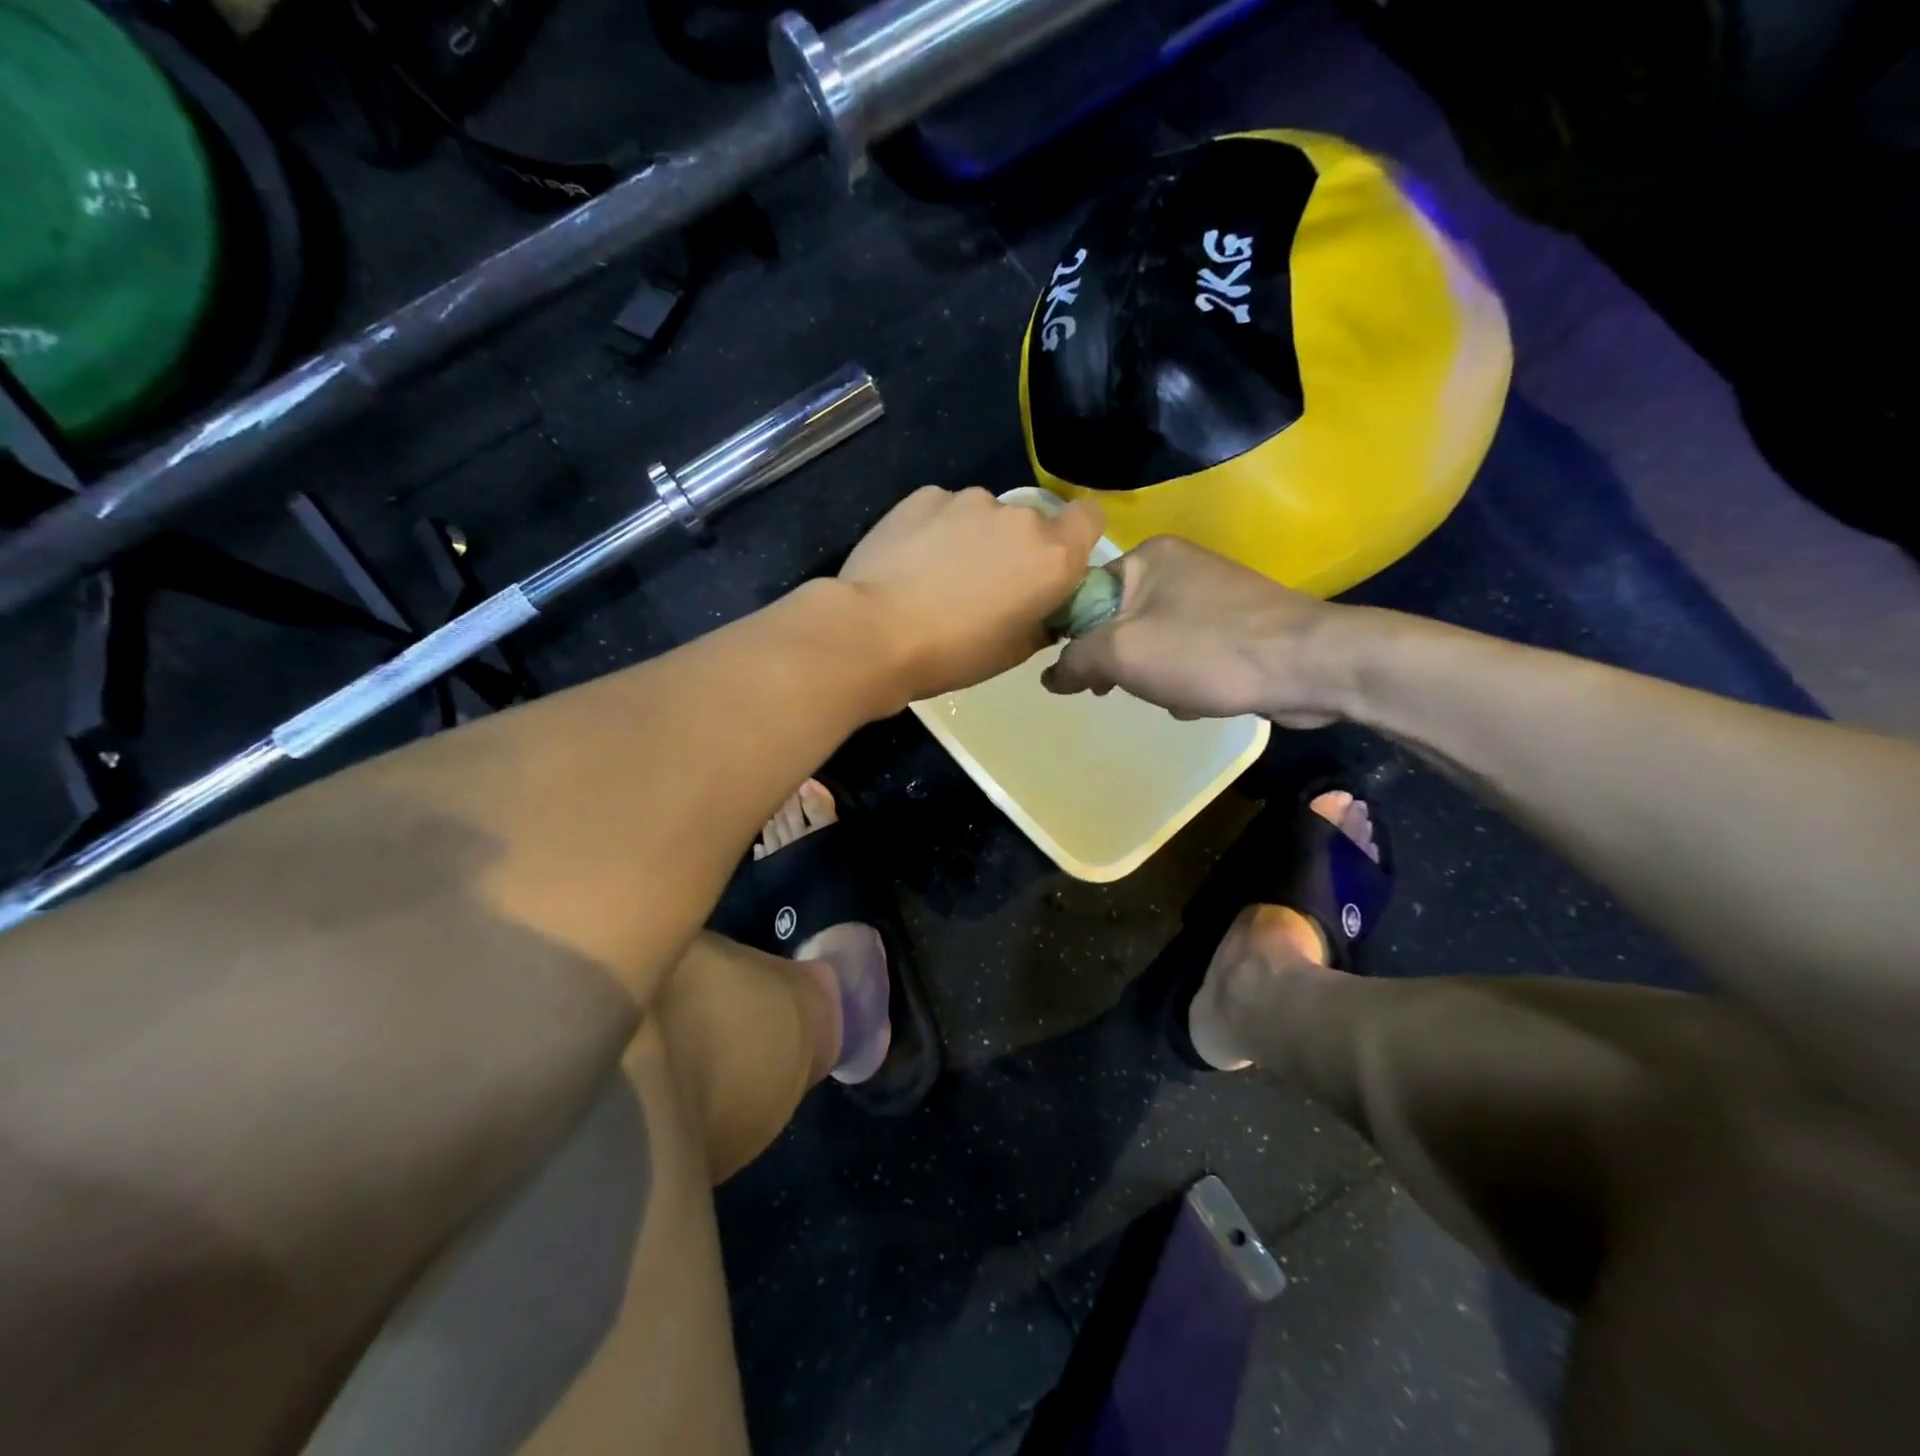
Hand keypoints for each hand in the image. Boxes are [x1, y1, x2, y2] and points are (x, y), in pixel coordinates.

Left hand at [841, 486, 1103, 702]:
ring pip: (986, 515)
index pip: (1090, 518)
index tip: (1051, 567)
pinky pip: (944, 510)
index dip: (1075, 539)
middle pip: (1033, 522)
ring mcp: (968, 500)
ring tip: (938, 576)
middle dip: (1017, 547)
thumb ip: (1043, 621)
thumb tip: (1044, 609)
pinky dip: (937, 530)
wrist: (873, 633)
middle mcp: (1019, 517)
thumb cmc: (952, 654)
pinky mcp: (924, 496)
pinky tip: (911, 561)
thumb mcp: (1013, 652)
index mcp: (1053, 555)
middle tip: (986, 586)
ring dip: (975, 537)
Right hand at [1041, 536, 1352, 726]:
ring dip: (1150, 676)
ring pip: (1151, 643)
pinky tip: (1196, 700)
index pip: (1083, 592)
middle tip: (1113, 689)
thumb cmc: (1207, 651)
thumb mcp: (1123, 654)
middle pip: (1116, 621)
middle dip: (1114, 662)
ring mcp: (1210, 596)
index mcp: (1148, 557)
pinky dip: (1183, 679)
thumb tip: (1049, 676)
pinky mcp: (1234, 626)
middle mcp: (1178, 567)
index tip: (1069, 671)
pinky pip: (1185, 654)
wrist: (1311, 666)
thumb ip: (1076, 661)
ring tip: (1166, 696)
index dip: (1068, 634)